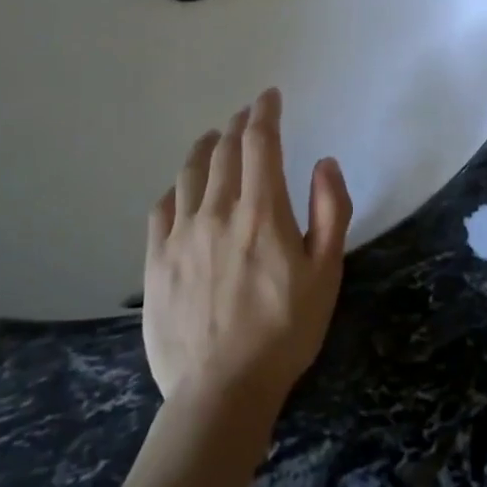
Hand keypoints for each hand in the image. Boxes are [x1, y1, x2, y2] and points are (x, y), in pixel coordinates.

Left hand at [143, 87, 352, 414]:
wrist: (221, 389)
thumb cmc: (285, 330)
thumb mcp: (327, 272)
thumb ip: (330, 210)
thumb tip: (324, 163)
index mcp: (262, 211)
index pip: (260, 143)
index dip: (265, 113)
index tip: (269, 97)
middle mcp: (217, 211)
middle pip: (225, 152)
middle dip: (239, 125)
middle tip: (247, 114)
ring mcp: (181, 235)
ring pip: (189, 173)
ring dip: (205, 147)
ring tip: (215, 138)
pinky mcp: (156, 261)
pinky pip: (162, 208)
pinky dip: (177, 187)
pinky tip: (183, 188)